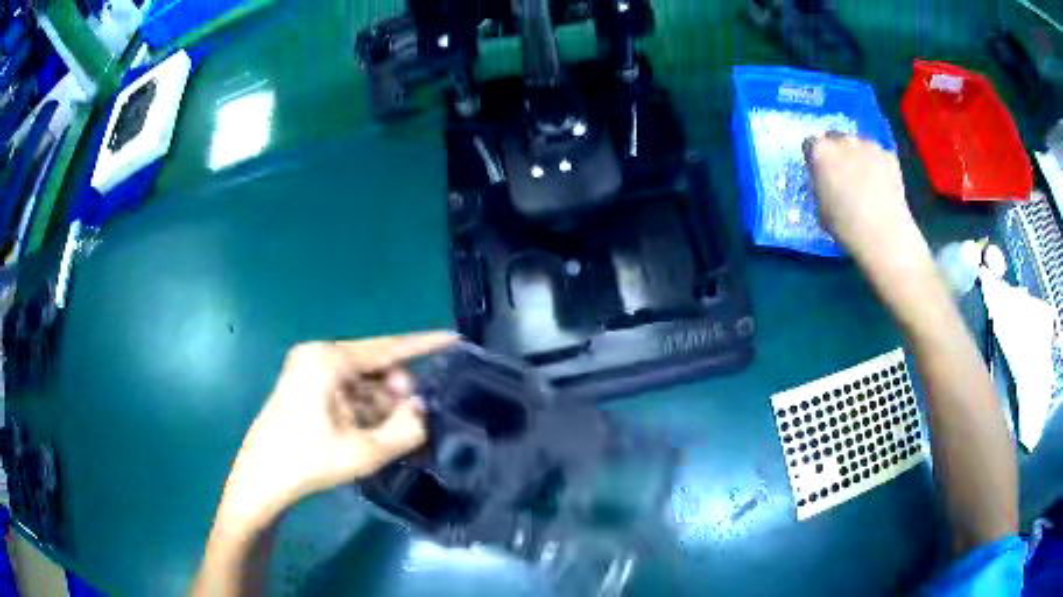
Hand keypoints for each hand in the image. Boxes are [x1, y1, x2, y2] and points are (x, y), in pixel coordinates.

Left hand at [217, 332, 456, 529]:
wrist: (262, 477)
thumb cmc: (309, 461)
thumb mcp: (364, 451)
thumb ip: (405, 429)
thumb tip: (422, 408)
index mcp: (329, 360)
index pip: (387, 348)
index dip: (423, 344)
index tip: (453, 338)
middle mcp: (318, 354)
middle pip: (374, 365)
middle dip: (396, 392)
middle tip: (408, 423)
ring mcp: (308, 367)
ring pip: (361, 379)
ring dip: (379, 404)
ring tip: (386, 435)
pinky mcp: (305, 383)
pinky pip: (346, 388)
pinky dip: (363, 407)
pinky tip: (367, 431)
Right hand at [805, 133, 931, 276]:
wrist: (883, 233)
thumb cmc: (846, 225)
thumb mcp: (821, 207)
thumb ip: (822, 186)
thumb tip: (828, 183)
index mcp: (820, 151)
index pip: (810, 144)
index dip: (815, 159)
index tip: (820, 174)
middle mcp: (843, 139)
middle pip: (835, 137)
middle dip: (837, 152)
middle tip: (842, 175)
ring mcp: (868, 144)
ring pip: (858, 144)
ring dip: (858, 156)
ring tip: (865, 180)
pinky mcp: (889, 154)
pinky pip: (879, 155)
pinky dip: (878, 165)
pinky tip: (882, 185)